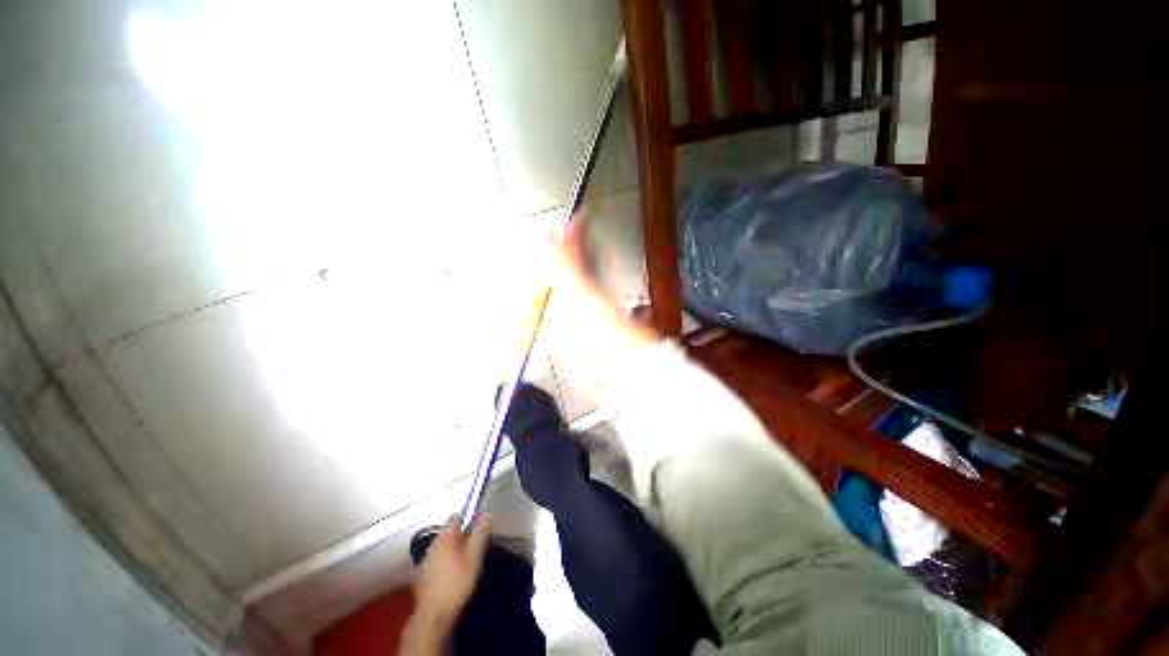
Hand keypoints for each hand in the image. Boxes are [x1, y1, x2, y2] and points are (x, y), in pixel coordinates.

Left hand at [411, 515, 492, 633]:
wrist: (433, 615)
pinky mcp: (422, 574)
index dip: (468, 520)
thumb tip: (488, 513)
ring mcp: (425, 559)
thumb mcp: (474, 557)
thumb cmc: (456, 583)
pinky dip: (445, 562)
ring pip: (442, 546)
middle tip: (474, 550)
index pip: (456, 517)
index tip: (478, 531)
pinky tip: (452, 575)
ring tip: (465, 563)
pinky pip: (436, 560)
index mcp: (445, 537)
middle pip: (449, 532)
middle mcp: (433, 544)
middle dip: (461, 537)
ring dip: (453, 550)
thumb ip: (480, 534)